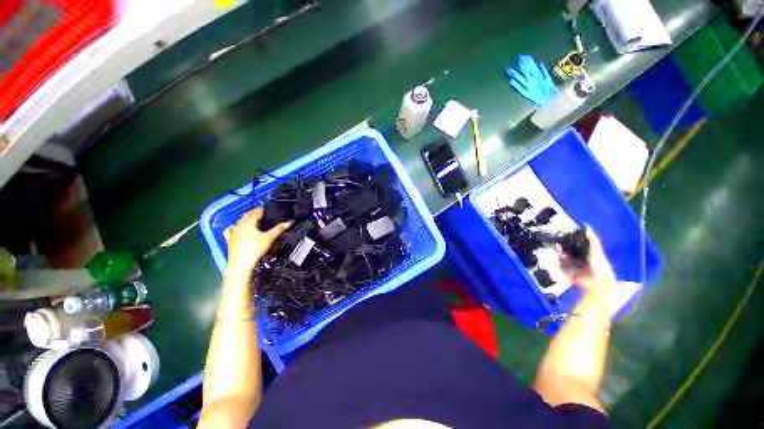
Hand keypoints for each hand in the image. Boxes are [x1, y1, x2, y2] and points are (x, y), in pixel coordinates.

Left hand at [224, 208, 289, 272]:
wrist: (241, 264)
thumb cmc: (255, 250)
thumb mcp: (269, 238)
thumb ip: (278, 229)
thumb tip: (288, 223)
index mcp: (249, 222)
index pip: (256, 212)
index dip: (262, 209)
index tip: (267, 209)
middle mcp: (239, 225)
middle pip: (247, 215)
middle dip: (254, 213)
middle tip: (261, 213)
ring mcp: (233, 232)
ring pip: (239, 222)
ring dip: (245, 219)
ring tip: (251, 220)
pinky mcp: (229, 240)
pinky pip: (230, 230)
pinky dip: (234, 227)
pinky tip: (236, 229)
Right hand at [560, 227, 615, 291]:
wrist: (597, 282)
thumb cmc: (599, 265)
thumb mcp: (596, 250)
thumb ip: (592, 240)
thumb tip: (587, 227)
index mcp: (590, 254)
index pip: (580, 246)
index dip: (572, 242)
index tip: (565, 237)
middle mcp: (583, 260)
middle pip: (571, 252)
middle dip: (565, 249)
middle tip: (559, 245)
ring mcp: (576, 267)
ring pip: (566, 259)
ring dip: (562, 256)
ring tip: (561, 255)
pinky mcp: (571, 273)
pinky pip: (563, 267)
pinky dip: (560, 264)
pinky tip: (560, 261)